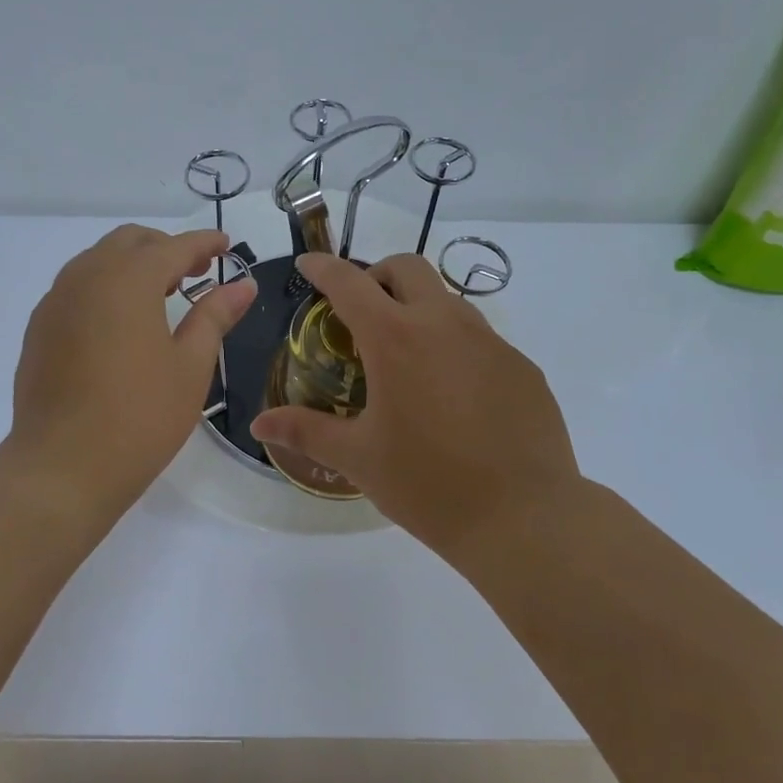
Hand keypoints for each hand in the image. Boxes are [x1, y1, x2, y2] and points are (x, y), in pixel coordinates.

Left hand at [8, 225, 256, 513]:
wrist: (62, 468)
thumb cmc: (140, 417)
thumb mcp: (190, 367)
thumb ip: (215, 316)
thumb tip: (243, 284)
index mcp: (128, 280)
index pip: (173, 247)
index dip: (203, 244)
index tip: (226, 245)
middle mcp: (86, 277)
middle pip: (129, 242)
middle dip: (165, 248)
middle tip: (195, 272)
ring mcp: (55, 302)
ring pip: (97, 261)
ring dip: (132, 265)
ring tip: (160, 295)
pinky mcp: (39, 329)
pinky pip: (76, 288)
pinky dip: (104, 287)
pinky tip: (119, 323)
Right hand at [249, 252, 581, 557]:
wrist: (524, 518)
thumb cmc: (428, 484)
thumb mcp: (358, 458)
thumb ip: (305, 431)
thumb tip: (259, 424)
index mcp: (396, 338)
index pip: (350, 282)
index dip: (323, 267)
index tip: (308, 264)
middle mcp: (444, 324)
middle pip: (407, 269)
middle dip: (377, 275)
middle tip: (360, 312)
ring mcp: (491, 342)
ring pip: (447, 301)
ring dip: (418, 309)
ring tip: (405, 358)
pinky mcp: (522, 367)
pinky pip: (480, 339)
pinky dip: (453, 346)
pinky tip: (452, 396)